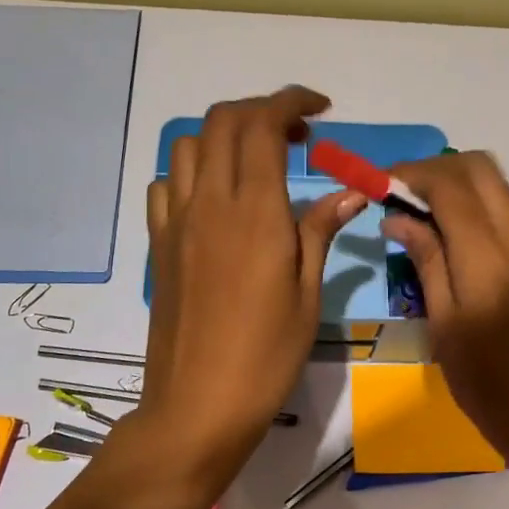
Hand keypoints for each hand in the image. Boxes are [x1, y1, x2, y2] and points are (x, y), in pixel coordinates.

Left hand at [136, 86, 364, 484]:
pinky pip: (165, 185)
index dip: (291, 102)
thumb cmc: (266, 355)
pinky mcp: (159, 244)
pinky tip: (215, 200)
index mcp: (255, 212)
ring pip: (188, 145)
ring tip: (256, 163)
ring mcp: (176, 222)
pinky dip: (191, 172)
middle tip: (296, 136)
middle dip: (261, 110)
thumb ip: (320, 231)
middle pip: (223, 121)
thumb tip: (350, 191)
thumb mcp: (307, 294)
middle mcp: (209, 203)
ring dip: (224, 136)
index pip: (263, 125)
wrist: (198, 405)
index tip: (319, 110)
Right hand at [382, 152, 508, 465]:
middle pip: (480, 168)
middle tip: (399, 191)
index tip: (379, 184)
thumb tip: (397, 216)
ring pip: (493, 183)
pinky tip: (442, 229)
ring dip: (453, 181)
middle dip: (435, 168)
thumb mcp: (443, 323)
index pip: (451, 188)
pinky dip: (469, 202)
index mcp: (489, 260)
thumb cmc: (483, 380)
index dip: (412, 175)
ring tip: (415, 207)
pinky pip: (501, 208)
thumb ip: (425, 260)